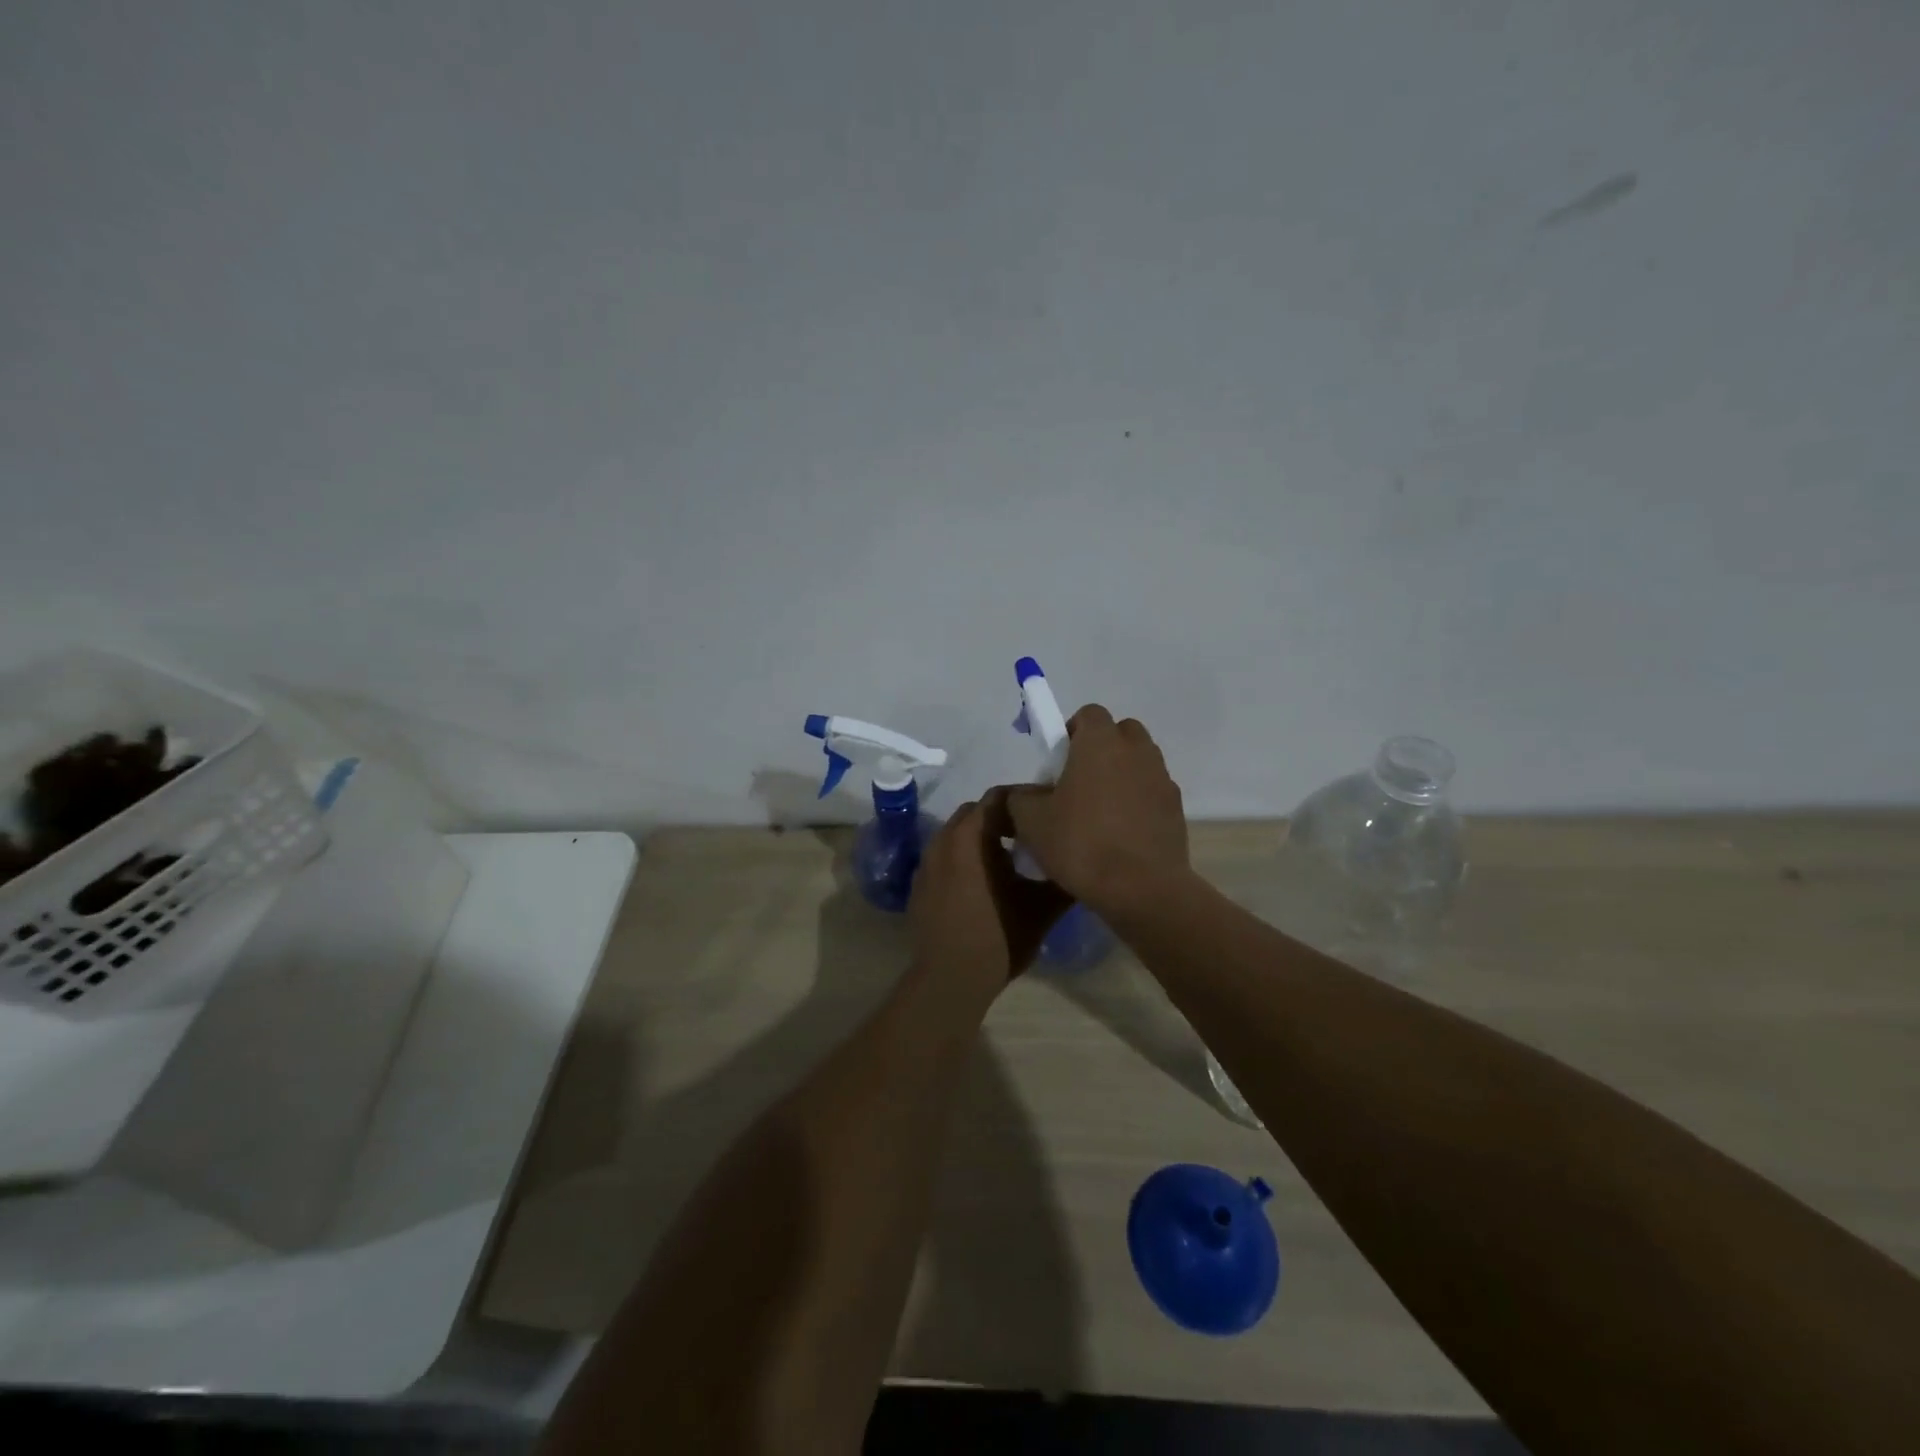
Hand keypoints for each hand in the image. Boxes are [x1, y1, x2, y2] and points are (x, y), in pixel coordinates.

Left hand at [911, 790, 1070, 989]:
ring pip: (957, 836)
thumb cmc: (999, 938)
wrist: (950, 980)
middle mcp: (943, 840)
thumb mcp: (1042, 908)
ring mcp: (926, 863)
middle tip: (1030, 833)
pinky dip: (963, 859)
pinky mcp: (919, 884)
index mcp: (971, 837)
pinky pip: (944, 858)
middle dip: (1001, 817)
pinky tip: (983, 883)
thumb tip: (1079, 862)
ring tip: (1009, 858)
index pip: (998, 797)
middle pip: (975, 813)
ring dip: (981, 839)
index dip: (1024, 799)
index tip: (1045, 812)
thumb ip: (1062, 879)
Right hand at [1006, 705, 1189, 913]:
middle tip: (1079, 781)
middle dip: (1101, 749)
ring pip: (1139, 761)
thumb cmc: (1080, 844)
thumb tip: (1026, 794)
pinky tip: (1122, 833)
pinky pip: (1152, 791)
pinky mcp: (1176, 807)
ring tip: (1101, 811)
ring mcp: (1161, 778)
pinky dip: (1138, 801)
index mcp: (1100, 742)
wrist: (1140, 888)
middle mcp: (1136, 750)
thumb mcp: (1031, 821)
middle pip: (1120, 732)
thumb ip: (1021, 797)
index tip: (1058, 761)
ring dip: (1122, 774)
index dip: (1071, 732)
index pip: (1089, 714)